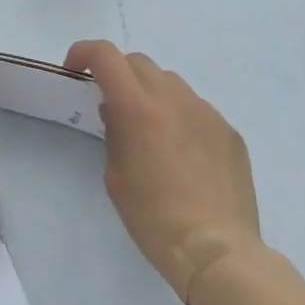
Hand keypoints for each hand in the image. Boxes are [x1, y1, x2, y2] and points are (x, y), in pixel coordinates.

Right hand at [65, 41, 260, 304]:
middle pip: (138, 62)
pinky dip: (181, 117)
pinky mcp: (229, 131)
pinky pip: (197, 109)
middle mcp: (173, 98)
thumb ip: (114, 132)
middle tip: (111, 105)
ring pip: (170, 82)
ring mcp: (206, 112)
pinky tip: (183, 153)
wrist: (217, 252)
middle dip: (117, 74)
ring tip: (151, 129)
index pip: (105, 55)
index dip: (83, 53)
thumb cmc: (154, 219)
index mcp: (138, 107)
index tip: (75, 72)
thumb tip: (118, 113)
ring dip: (151, 93)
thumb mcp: (115, 176)